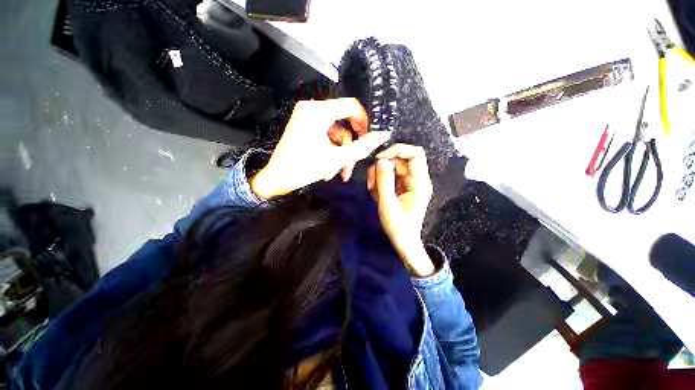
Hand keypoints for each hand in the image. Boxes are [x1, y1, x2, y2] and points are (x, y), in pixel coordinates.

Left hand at [250, 99, 389, 198]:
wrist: (277, 179)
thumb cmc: (304, 168)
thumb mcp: (337, 159)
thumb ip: (362, 147)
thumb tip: (382, 136)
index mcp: (317, 111)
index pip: (351, 106)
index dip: (365, 121)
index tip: (372, 138)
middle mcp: (312, 109)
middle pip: (344, 122)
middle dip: (351, 145)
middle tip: (356, 160)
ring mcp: (308, 119)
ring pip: (337, 133)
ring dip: (342, 153)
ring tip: (341, 172)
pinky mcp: (306, 128)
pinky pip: (327, 137)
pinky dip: (333, 152)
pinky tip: (332, 168)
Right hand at [367, 144, 434, 275]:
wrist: (403, 242)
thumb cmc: (398, 226)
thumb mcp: (388, 204)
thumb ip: (384, 181)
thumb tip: (381, 160)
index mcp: (420, 183)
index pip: (415, 154)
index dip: (398, 150)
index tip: (380, 158)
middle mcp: (416, 180)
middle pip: (399, 161)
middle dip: (382, 169)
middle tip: (372, 183)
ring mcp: (409, 184)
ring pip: (392, 169)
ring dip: (379, 177)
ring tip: (373, 192)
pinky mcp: (402, 188)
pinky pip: (390, 178)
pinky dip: (380, 183)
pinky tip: (376, 195)